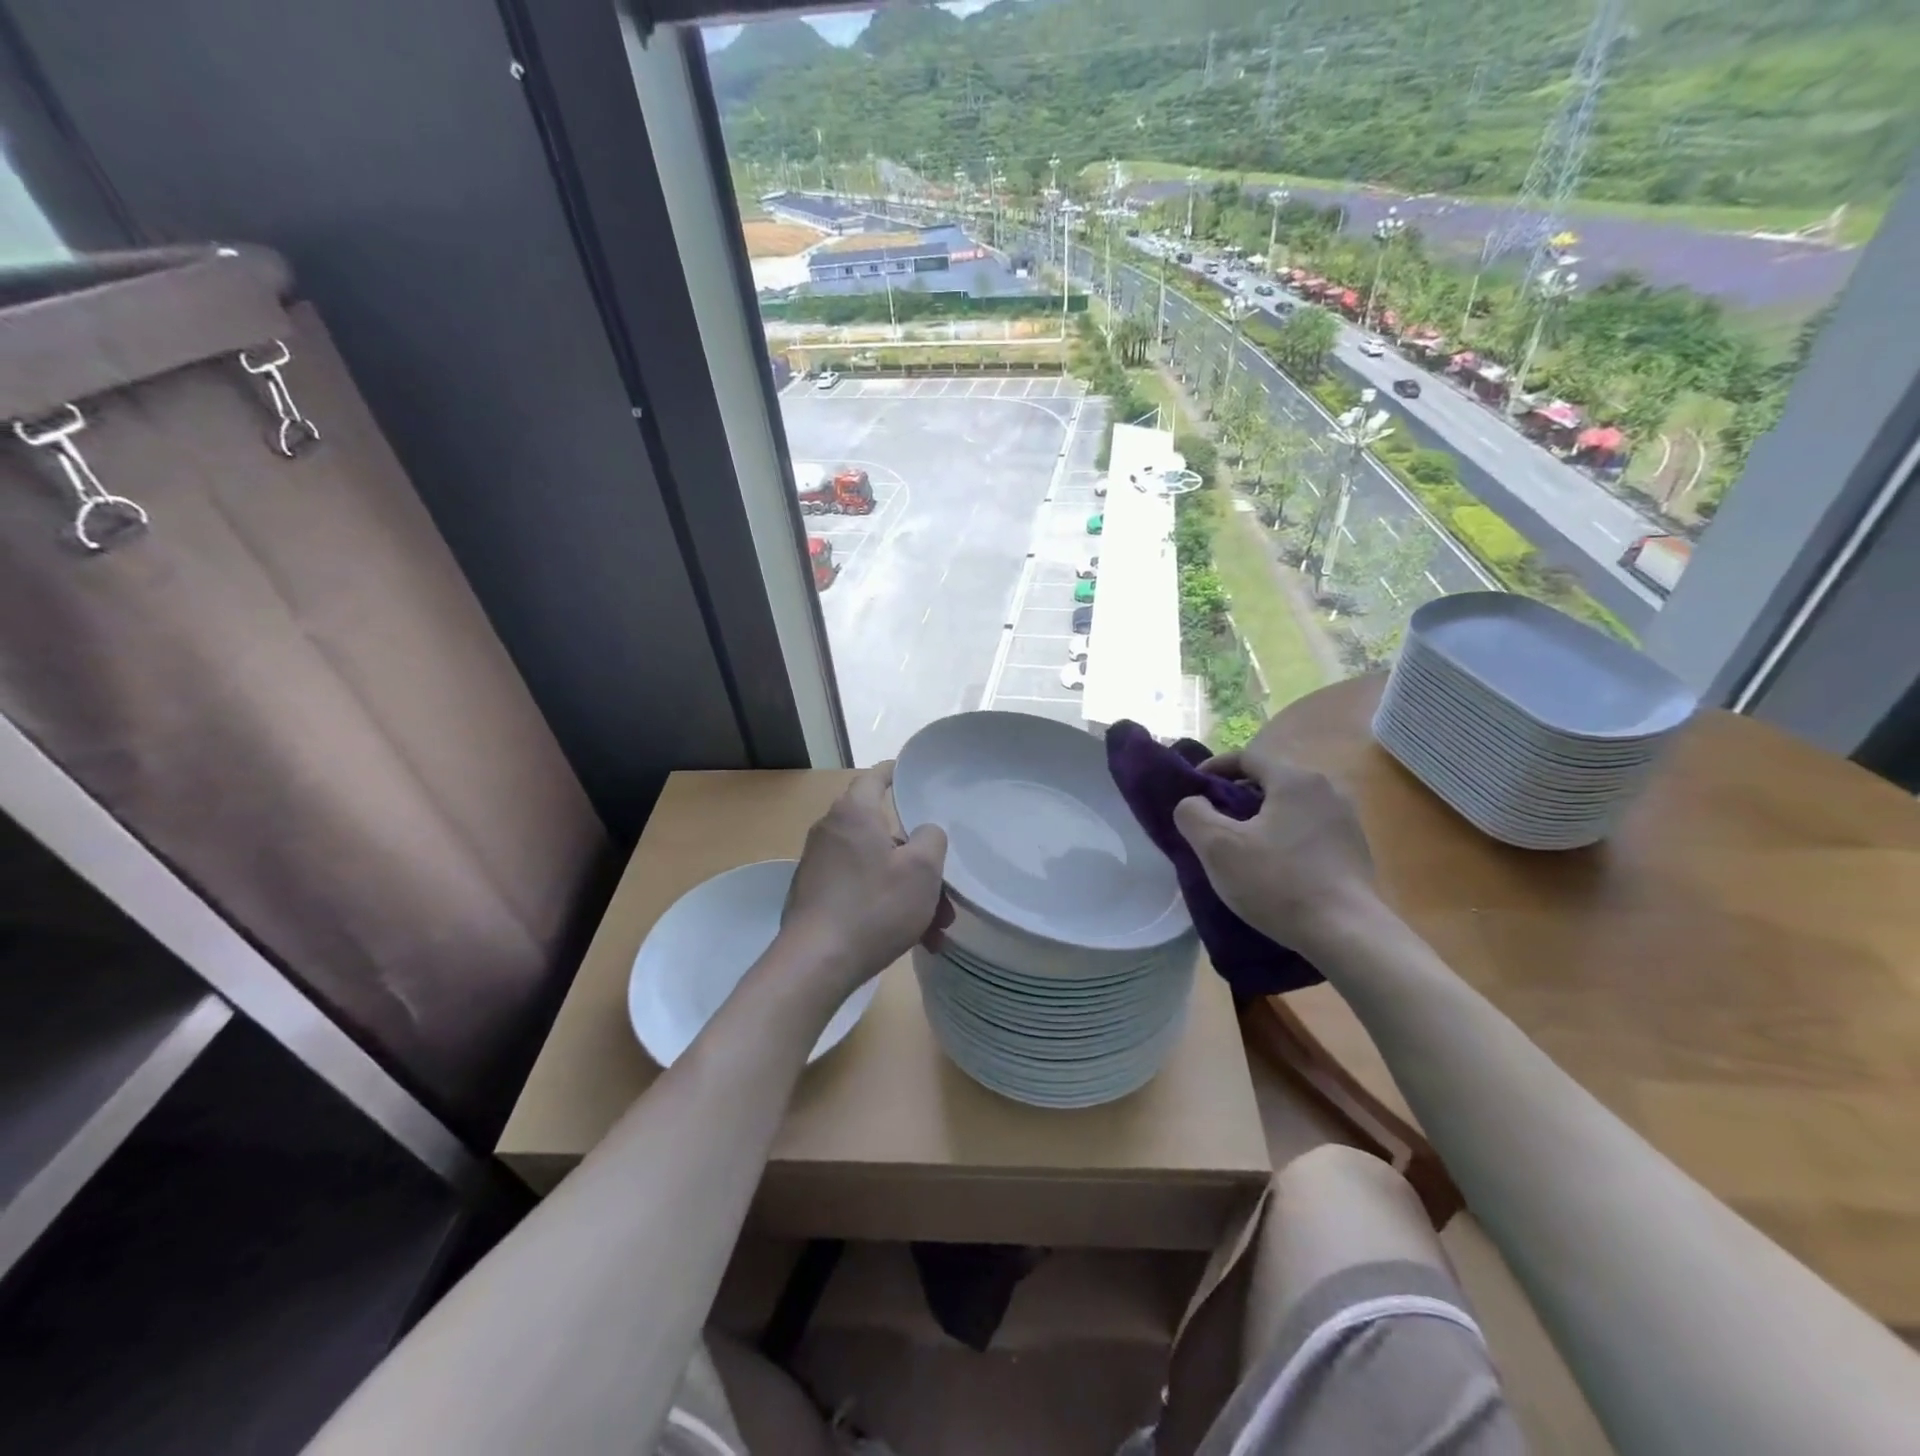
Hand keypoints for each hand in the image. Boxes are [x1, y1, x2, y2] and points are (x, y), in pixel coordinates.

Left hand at [777, 764, 948, 997]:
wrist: (815, 964)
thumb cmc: (874, 907)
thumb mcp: (921, 870)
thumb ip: (931, 839)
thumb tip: (924, 833)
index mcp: (854, 814)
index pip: (874, 778)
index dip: (895, 773)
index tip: (910, 774)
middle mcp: (831, 832)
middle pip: (883, 833)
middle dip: (919, 862)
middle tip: (944, 889)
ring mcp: (819, 866)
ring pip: (876, 868)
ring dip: (908, 892)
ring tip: (936, 929)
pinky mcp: (815, 897)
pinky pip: (860, 890)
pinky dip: (886, 906)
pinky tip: (912, 939)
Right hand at [1171, 741, 1378, 955]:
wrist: (1346, 934)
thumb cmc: (1277, 882)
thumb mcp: (1218, 847)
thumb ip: (1193, 814)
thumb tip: (1193, 803)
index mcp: (1294, 779)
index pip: (1246, 757)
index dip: (1214, 769)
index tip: (1193, 789)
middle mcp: (1326, 789)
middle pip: (1269, 781)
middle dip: (1236, 796)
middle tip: (1213, 822)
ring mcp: (1345, 820)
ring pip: (1289, 807)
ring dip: (1261, 819)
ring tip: (1240, 846)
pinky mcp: (1355, 849)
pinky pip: (1308, 830)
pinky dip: (1284, 837)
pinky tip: (1273, 866)